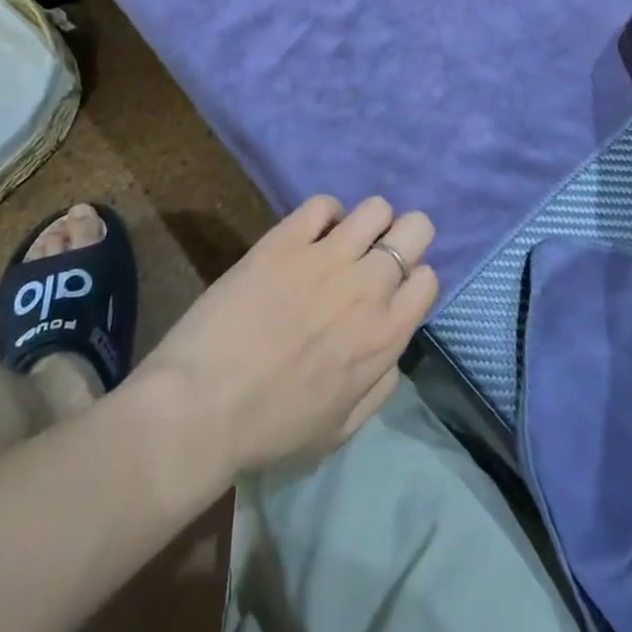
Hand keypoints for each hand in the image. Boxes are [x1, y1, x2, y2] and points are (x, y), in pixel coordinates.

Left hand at [136, 195, 437, 479]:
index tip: (391, 288)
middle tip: (376, 253)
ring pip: (375, 208)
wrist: (204, 405)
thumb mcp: (341, 428)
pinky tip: (309, 233)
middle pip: (416, 228)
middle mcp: (368, 286)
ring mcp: (327, 257)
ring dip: (367, 221)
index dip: (411, 279)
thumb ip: (380, 384)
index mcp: (385, 336)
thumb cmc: (272, 427)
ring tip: (344, 239)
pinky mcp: (285, 239)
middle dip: (404, 236)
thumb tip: (392, 348)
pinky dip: (324, 214)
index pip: (427, 278)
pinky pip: (322, 204)